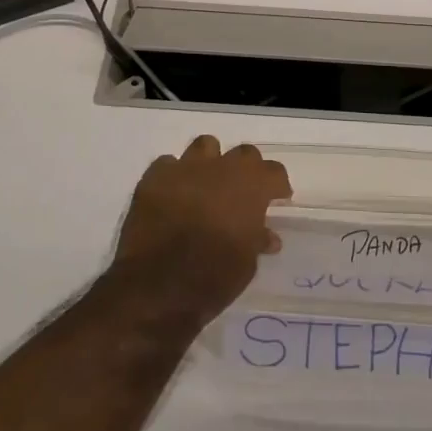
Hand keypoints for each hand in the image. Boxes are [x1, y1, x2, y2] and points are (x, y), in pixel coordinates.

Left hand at [113, 135, 290, 324]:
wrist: (157, 284)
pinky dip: (174, 176)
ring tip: (207, 184)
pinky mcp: (154, 177)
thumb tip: (266, 236)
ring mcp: (185, 168)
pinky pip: (168, 164)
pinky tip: (173, 195)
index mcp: (251, 186)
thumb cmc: (213, 277)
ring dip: (211, 162)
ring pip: (205, 146)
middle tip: (243, 193)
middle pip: (244, 154)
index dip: (277, 186)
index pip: (274, 172)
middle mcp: (221, 168)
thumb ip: (256, 240)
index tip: (277, 199)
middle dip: (247, 170)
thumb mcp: (247, 264)